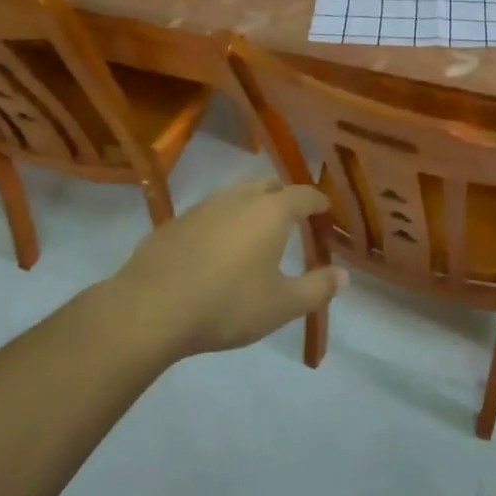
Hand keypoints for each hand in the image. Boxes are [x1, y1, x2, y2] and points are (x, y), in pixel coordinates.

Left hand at [112, 177, 343, 356]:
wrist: (150, 308)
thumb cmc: (227, 304)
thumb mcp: (281, 306)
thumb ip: (317, 288)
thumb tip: (344, 275)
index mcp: (270, 212)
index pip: (303, 195)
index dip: (318, 202)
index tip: (326, 211)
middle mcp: (239, 198)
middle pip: (268, 186)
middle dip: (284, 198)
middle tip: (293, 220)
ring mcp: (203, 207)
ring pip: (236, 196)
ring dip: (251, 208)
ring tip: (255, 234)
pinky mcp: (175, 222)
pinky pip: (209, 214)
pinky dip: (222, 223)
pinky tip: (216, 251)